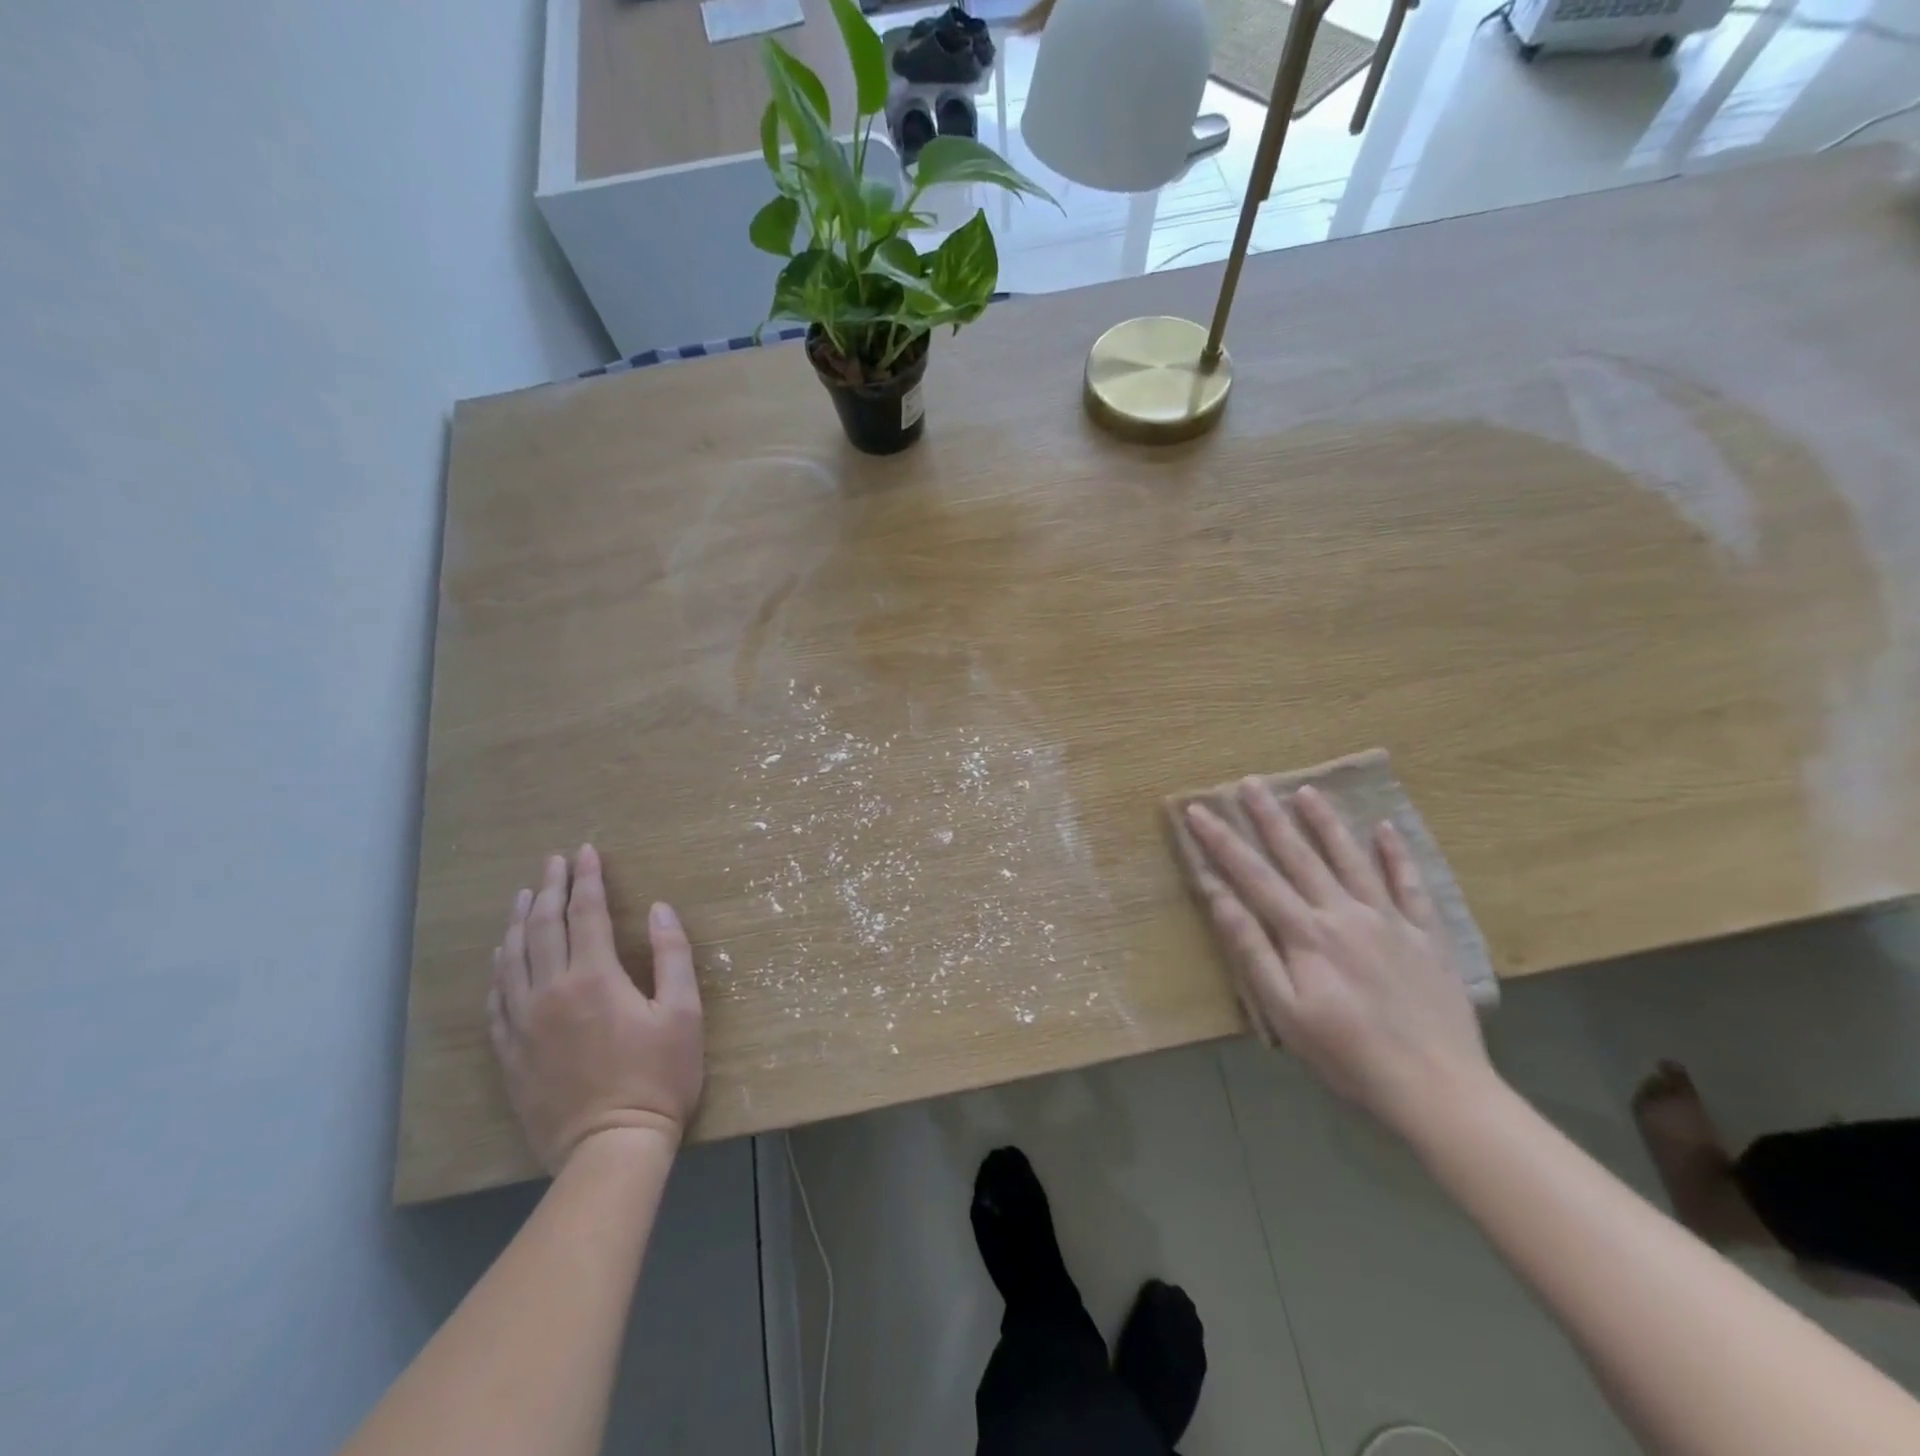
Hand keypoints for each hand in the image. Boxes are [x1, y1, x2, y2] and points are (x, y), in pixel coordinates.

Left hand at [488, 845, 704, 1170]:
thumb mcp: (683, 1013)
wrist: (610, 1148)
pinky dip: (499, 970)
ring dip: (518, 922)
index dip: (588, 879)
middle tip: (552, 862)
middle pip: (543, 927)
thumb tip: (660, 909)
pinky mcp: (511, 1053)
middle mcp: (551, 991)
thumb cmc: (659, 1077)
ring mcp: (524, 1023)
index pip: (587, 913)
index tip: (586, 852)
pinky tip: (502, 959)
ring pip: (512, 959)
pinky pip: (496, 1000)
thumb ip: (672, 955)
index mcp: (595, 978)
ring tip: (522, 896)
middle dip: (548, 888)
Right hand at [1184, 781, 1493, 1137]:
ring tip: (1307, 790)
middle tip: (1250, 783)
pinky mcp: (1427, 936)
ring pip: (1352, 859)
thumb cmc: (1348, 1055)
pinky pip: (1410, 885)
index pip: (1254, 876)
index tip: (1198, 810)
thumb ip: (1252, 950)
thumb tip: (1220, 896)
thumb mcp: (1285, 1011)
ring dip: (1326, 823)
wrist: (1438, 1088)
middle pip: (1300, 856)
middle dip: (1270, 818)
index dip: (1222, 842)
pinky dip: (1397, 855)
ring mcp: (1390, 921)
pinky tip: (1385, 829)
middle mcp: (1345, 914)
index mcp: (1307, 934)